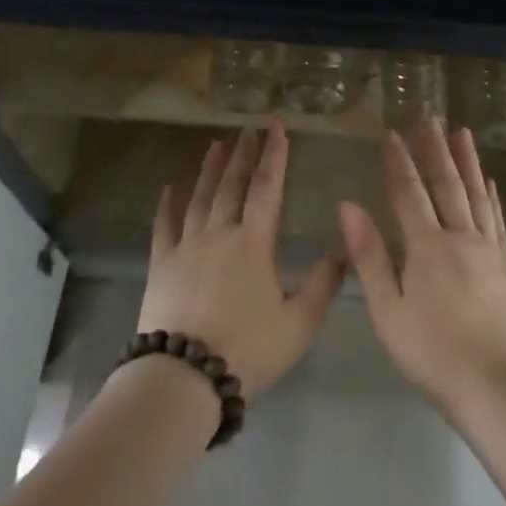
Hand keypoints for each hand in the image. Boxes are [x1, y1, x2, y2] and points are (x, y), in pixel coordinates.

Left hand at [140, 124, 344, 400]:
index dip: (275, 156)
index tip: (277, 129)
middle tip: (249, 129)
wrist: (184, 377)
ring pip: (199, 197)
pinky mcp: (161, 264)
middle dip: (243, 154)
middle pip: (232, 184)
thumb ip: (324, 284)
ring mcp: (185, 246)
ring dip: (209, 169)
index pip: (268, 188)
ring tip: (217, 144)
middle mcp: (219, 234)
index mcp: (254, 243)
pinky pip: (163, 225)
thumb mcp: (299, 323)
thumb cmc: (248, 350)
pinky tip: (170, 187)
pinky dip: (167, 203)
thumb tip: (345, 249)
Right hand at [338, 122, 505, 416]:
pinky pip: (498, 220)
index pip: (409, 193)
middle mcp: (460, 238)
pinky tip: (490, 182)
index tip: (392, 133)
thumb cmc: (431, 353)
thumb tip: (349, 205)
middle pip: (446, 184)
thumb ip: (369, 256)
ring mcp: (488, 251)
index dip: (399, 162)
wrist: (496, 387)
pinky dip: (492, 196)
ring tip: (461, 133)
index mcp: (427, 246)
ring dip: (467, 162)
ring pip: (476, 195)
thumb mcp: (387, 310)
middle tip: (429, 117)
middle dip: (434, 149)